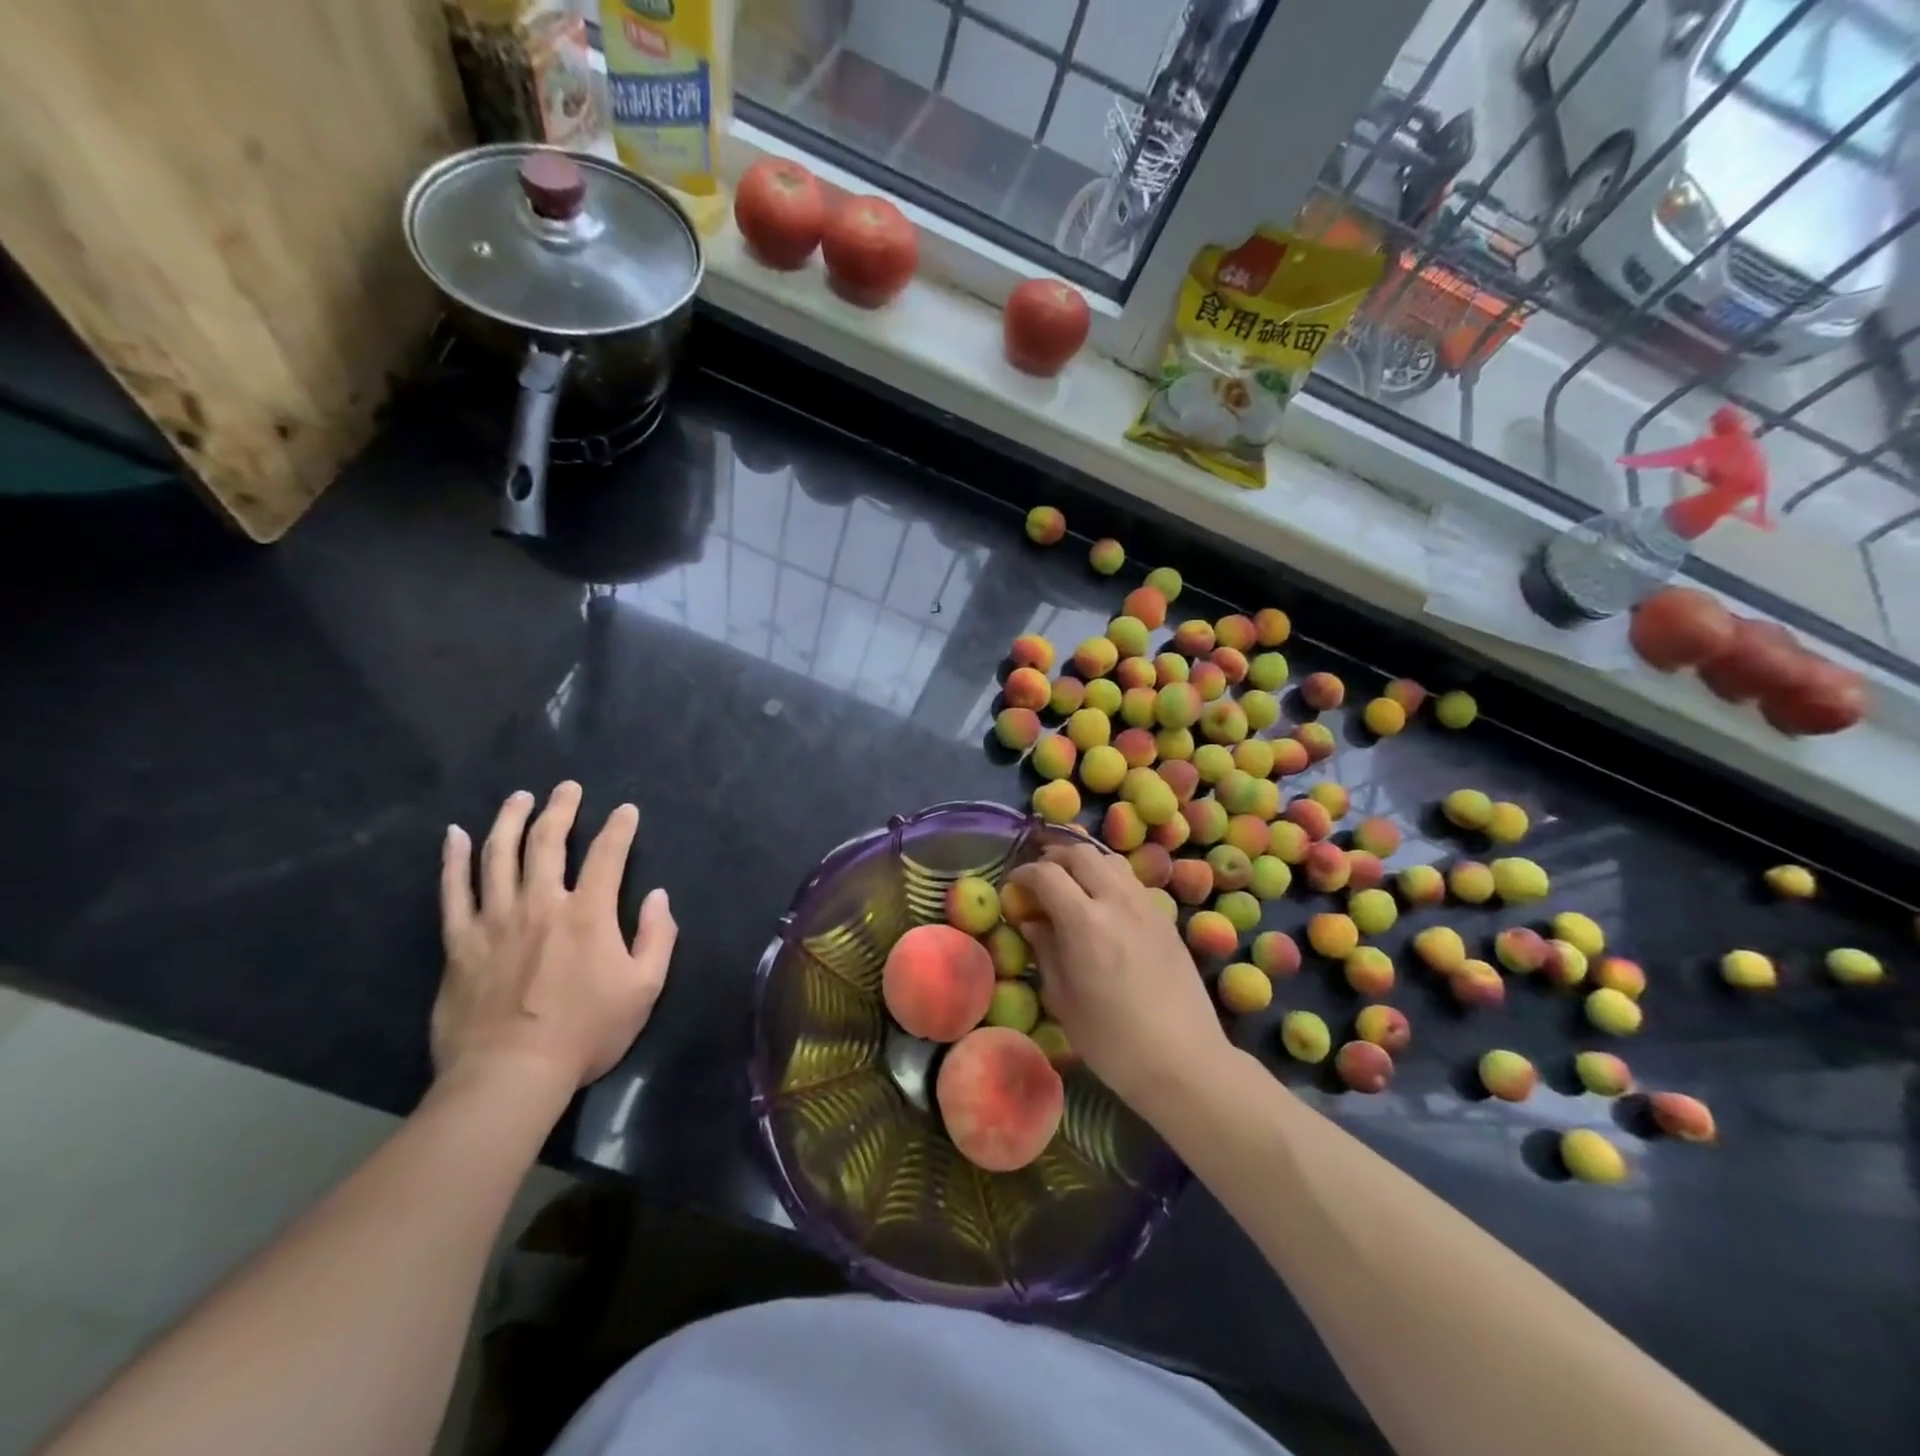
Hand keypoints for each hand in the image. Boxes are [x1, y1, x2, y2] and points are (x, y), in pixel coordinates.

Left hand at [434, 782, 676, 1093]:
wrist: (510, 1074)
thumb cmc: (585, 1032)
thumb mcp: (644, 989)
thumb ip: (658, 937)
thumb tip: (659, 896)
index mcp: (589, 914)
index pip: (608, 855)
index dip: (619, 828)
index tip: (626, 810)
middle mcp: (541, 904)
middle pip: (548, 842)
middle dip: (560, 809)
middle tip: (566, 788)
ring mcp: (495, 920)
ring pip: (498, 855)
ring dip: (510, 820)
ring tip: (519, 798)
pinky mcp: (460, 942)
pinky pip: (453, 891)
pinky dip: (452, 860)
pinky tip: (453, 836)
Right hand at [1007, 842, 1227, 1115]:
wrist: (1184, 1061)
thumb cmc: (1112, 1041)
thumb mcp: (1064, 1000)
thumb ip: (1046, 952)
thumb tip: (1033, 923)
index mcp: (1084, 922)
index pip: (1046, 873)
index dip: (1024, 874)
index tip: (1013, 887)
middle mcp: (1116, 901)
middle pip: (1080, 853)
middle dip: (1053, 858)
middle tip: (1040, 879)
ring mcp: (1146, 906)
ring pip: (1110, 860)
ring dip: (1085, 863)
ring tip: (1072, 886)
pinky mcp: (1166, 918)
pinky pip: (1131, 881)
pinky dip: (1110, 879)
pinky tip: (1104, 907)